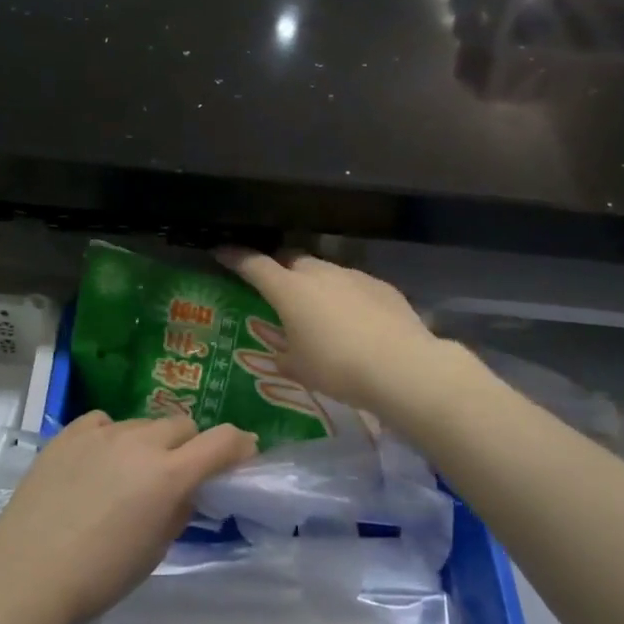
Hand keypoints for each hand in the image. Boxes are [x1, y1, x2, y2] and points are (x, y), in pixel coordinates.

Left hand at [0, 412, 256, 623]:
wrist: (26, 571)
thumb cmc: (98, 577)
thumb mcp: (152, 553)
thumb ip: (176, 512)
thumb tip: (184, 492)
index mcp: (168, 475)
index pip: (221, 440)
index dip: (239, 444)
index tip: (243, 454)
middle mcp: (140, 442)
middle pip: (181, 425)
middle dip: (190, 446)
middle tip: (178, 474)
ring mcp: (102, 432)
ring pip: (142, 424)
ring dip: (149, 443)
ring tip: (129, 474)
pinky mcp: (70, 432)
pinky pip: (104, 422)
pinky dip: (111, 438)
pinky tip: (97, 462)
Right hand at [216, 249, 447, 416]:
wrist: (401, 366)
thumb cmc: (337, 368)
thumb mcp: (300, 370)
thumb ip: (285, 357)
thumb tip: (282, 355)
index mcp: (289, 290)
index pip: (254, 265)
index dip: (235, 258)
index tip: (222, 252)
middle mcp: (319, 273)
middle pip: (292, 261)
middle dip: (281, 270)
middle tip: (278, 290)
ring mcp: (353, 276)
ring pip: (325, 271)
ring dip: (316, 284)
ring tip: (320, 311)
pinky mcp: (381, 286)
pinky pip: (354, 285)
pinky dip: (346, 296)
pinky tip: (355, 320)